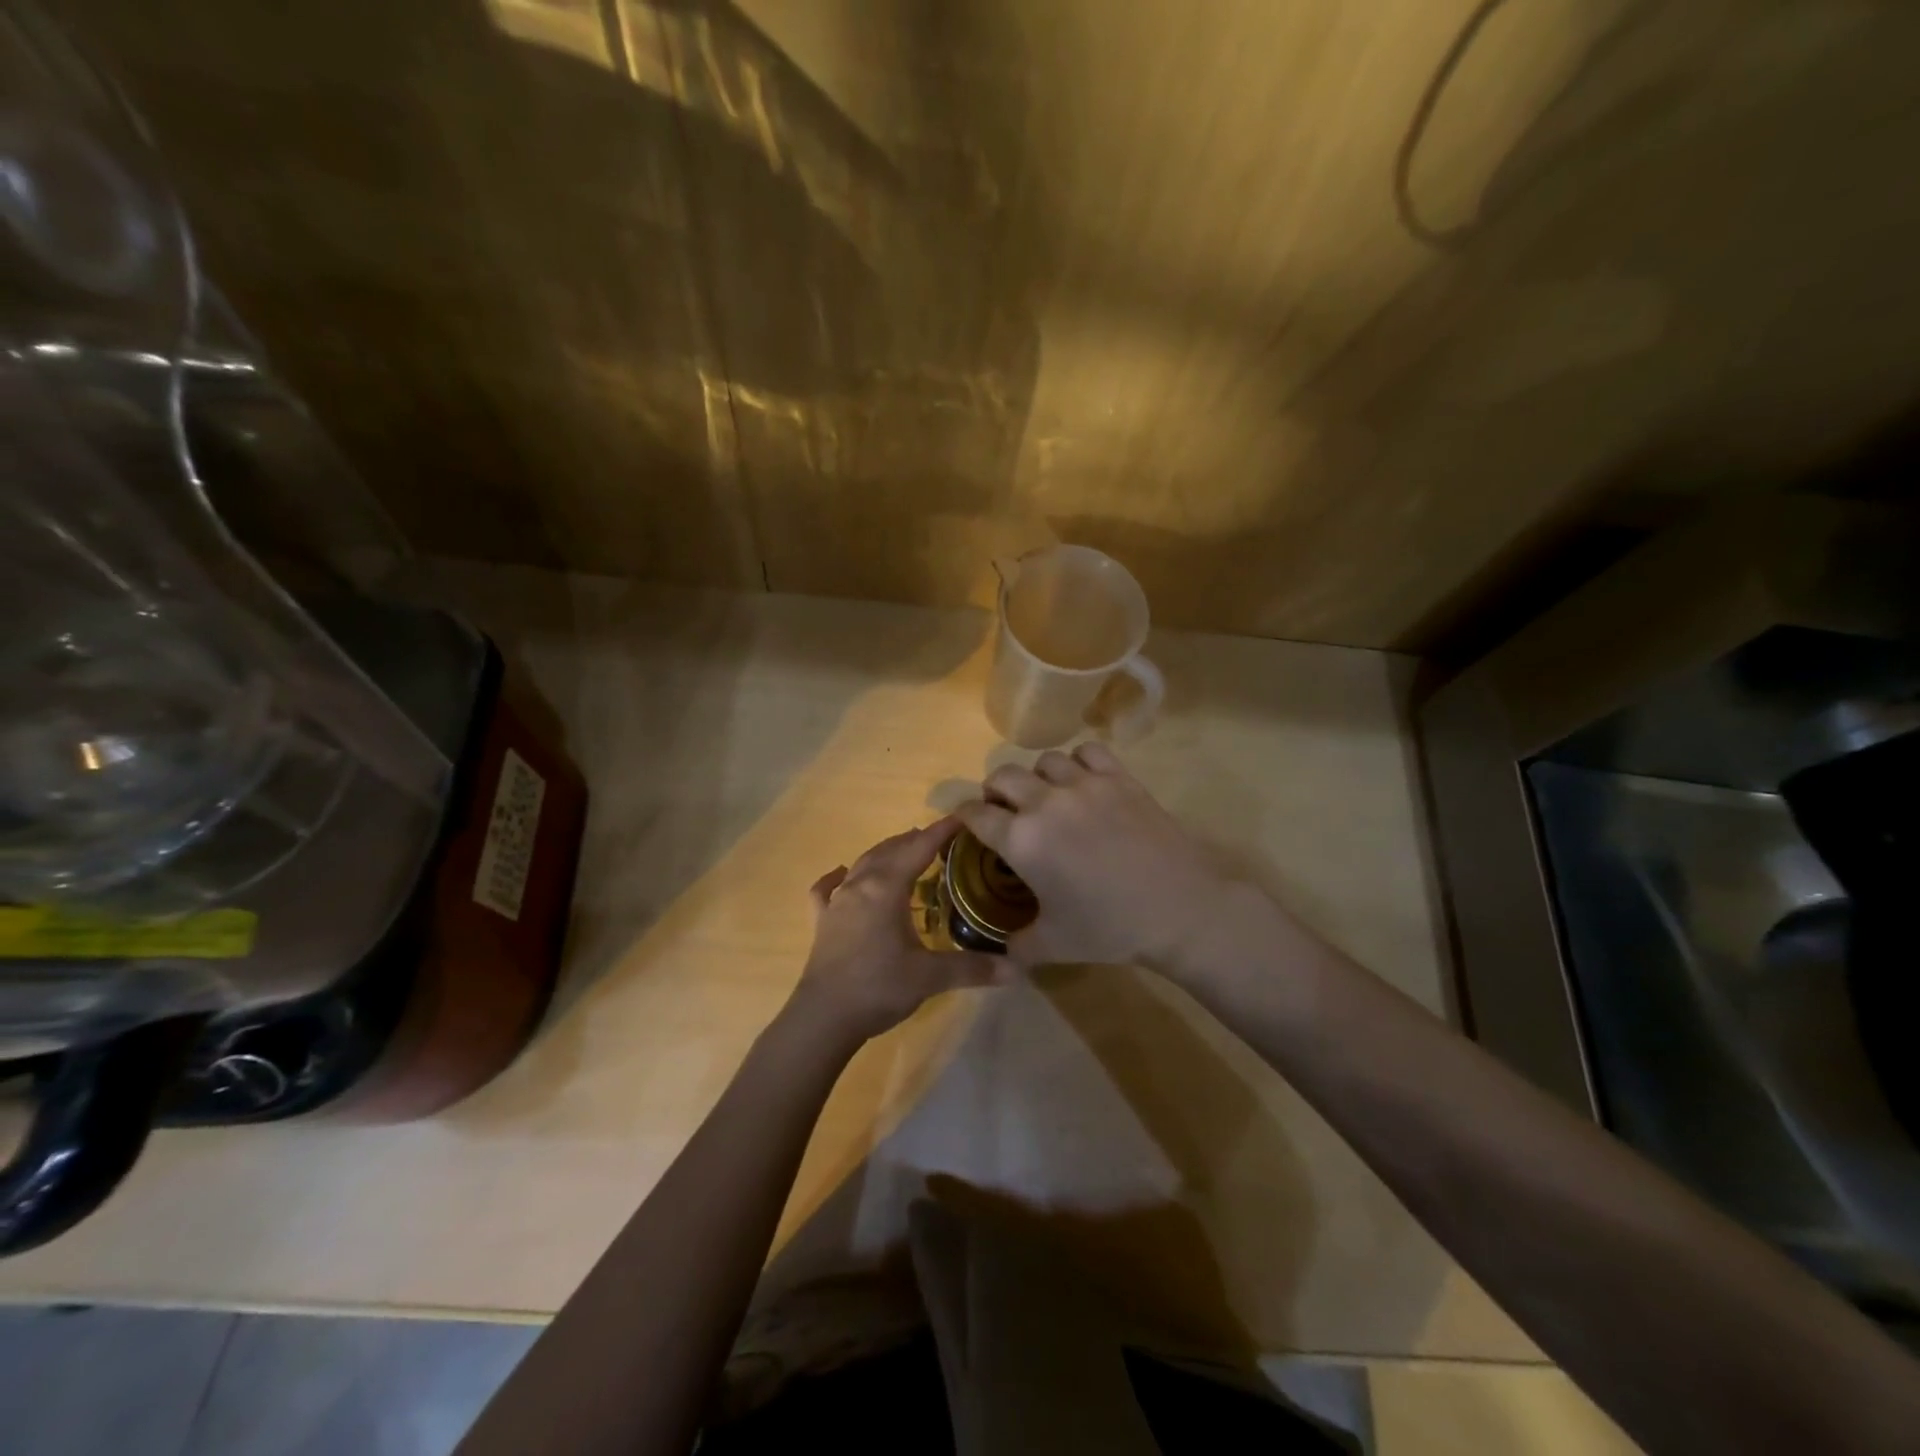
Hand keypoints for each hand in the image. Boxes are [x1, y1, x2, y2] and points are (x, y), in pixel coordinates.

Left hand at [786, 818, 1003, 1046]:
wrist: (824, 1017)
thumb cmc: (879, 987)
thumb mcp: (930, 977)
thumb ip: (972, 968)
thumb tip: (1017, 970)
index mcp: (887, 888)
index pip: (919, 848)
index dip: (942, 831)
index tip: (962, 817)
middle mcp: (860, 885)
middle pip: (890, 850)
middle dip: (915, 839)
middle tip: (939, 838)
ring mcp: (837, 902)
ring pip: (862, 864)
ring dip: (885, 853)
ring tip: (903, 850)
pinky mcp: (822, 922)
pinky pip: (827, 889)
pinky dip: (837, 878)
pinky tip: (841, 874)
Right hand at [954, 743, 1238, 972]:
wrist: (1179, 908)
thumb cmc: (1110, 928)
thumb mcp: (1055, 945)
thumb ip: (1018, 945)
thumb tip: (1000, 950)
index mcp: (1022, 840)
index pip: (974, 813)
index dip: (963, 815)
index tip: (965, 820)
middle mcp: (1045, 802)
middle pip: (1003, 776)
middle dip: (995, 791)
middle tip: (1004, 810)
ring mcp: (1084, 784)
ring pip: (1044, 760)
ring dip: (1037, 777)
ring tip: (1046, 795)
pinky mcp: (1119, 778)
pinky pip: (1087, 751)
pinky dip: (1078, 762)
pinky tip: (1083, 781)